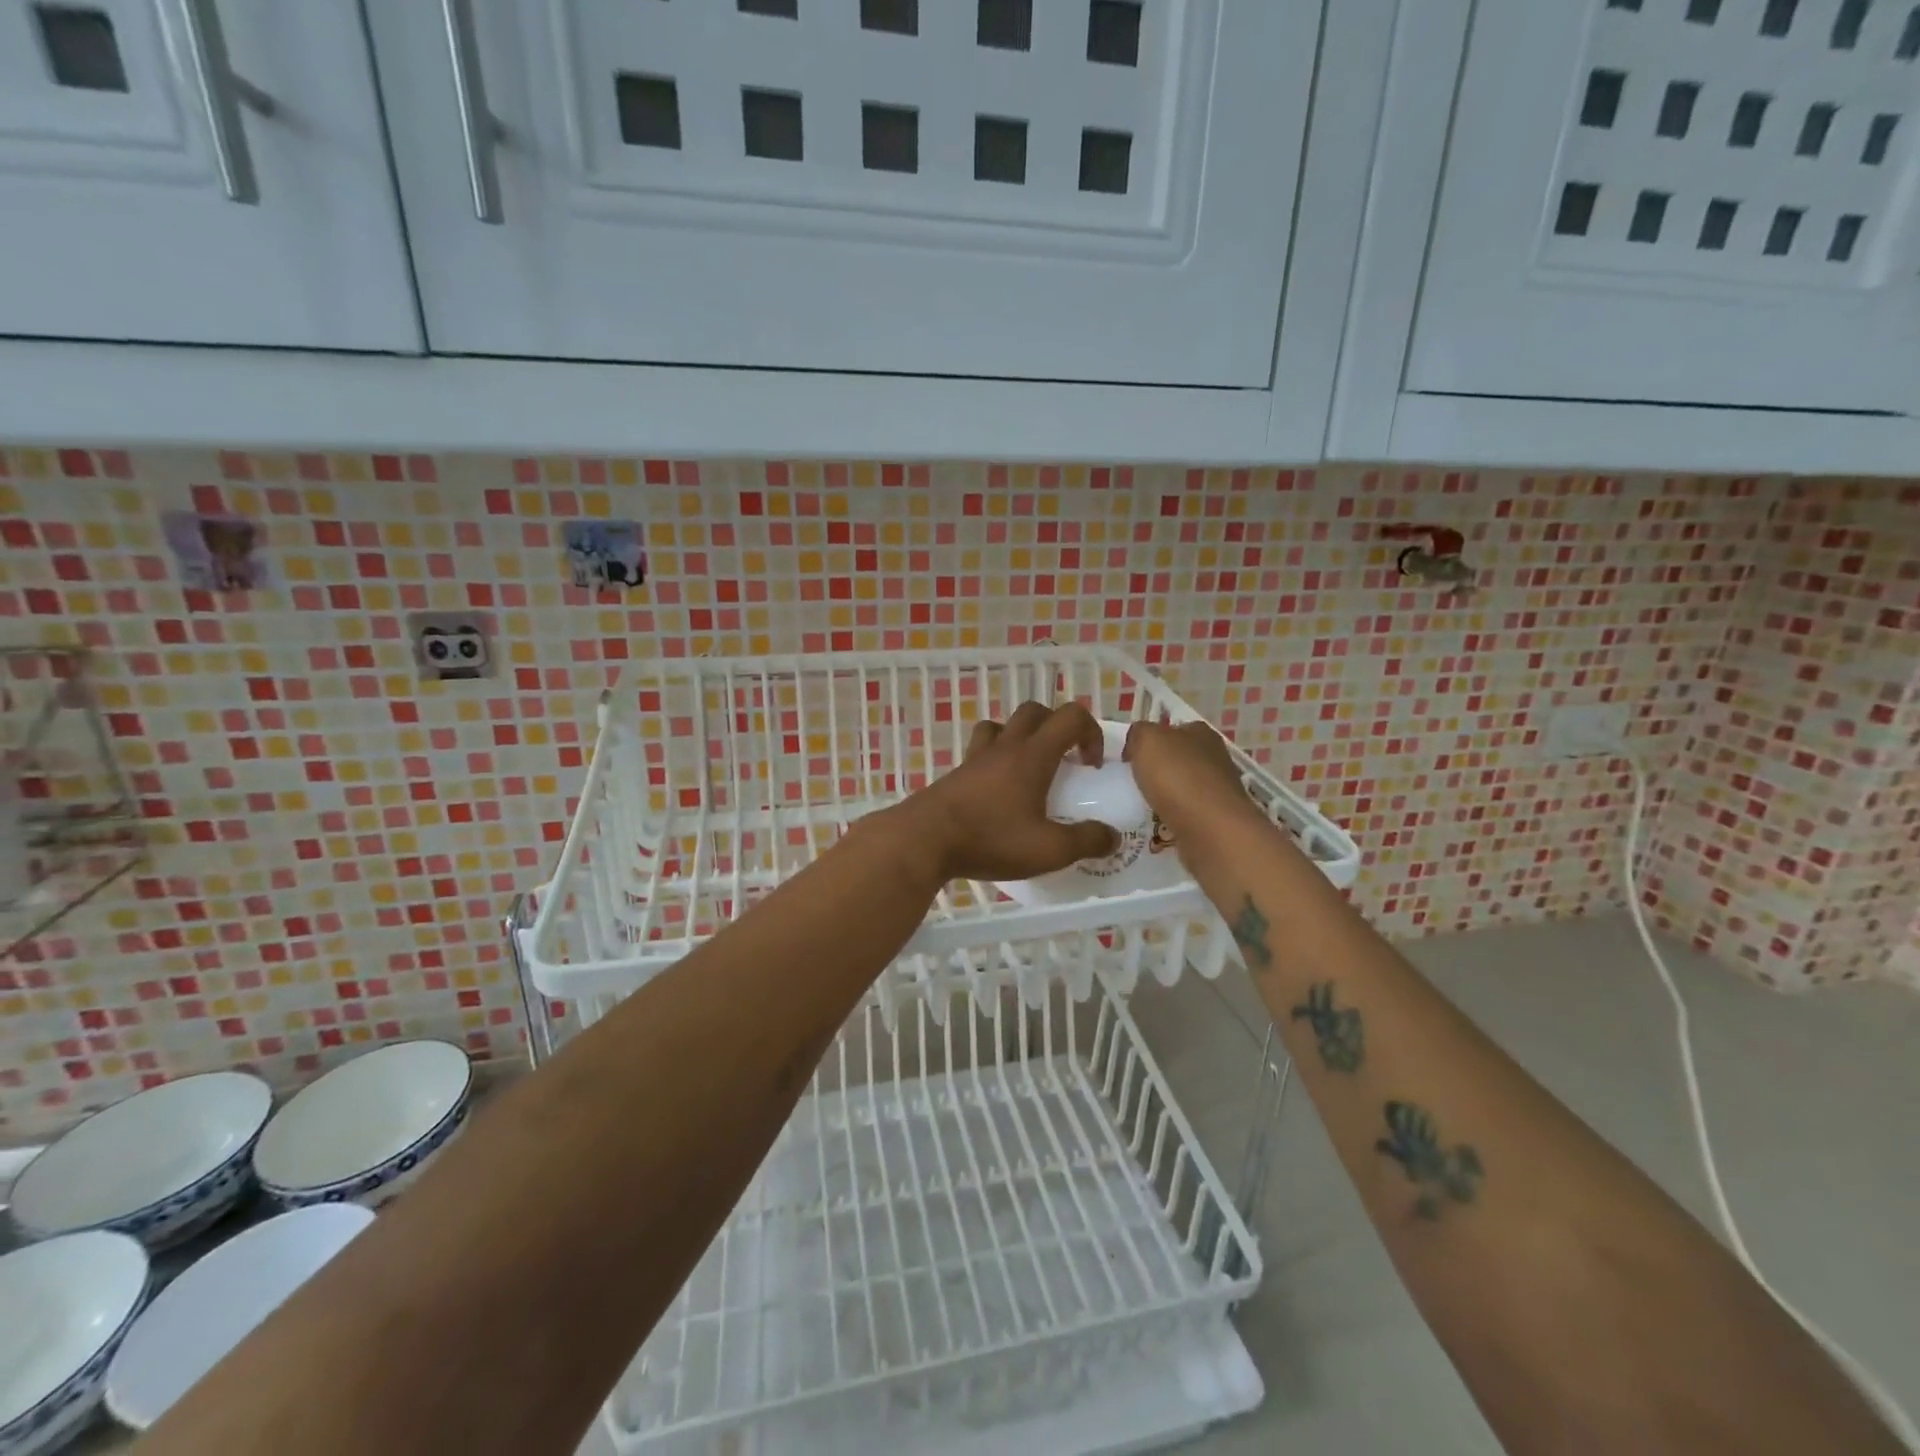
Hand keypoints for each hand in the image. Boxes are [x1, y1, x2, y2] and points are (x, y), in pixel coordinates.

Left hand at [890, 702, 1121, 883]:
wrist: (923, 840)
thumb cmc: (990, 839)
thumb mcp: (1049, 849)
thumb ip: (1086, 841)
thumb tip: (1113, 837)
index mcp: (1032, 755)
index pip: (1071, 716)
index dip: (1090, 732)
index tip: (1091, 766)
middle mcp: (1005, 746)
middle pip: (1035, 711)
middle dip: (1057, 727)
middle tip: (1065, 761)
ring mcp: (976, 757)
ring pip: (1002, 725)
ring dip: (1021, 736)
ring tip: (1029, 769)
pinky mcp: (956, 774)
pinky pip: (980, 750)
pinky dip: (995, 758)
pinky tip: (997, 791)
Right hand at [1123, 719, 1250, 828]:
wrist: (1211, 829)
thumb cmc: (1177, 777)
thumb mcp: (1147, 740)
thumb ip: (1138, 733)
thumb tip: (1136, 744)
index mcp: (1200, 733)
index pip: (1172, 730)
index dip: (1150, 741)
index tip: (1130, 758)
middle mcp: (1214, 758)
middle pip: (1178, 759)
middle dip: (1157, 769)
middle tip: (1132, 782)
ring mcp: (1217, 790)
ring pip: (1182, 787)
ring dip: (1164, 795)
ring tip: (1140, 806)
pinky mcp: (1216, 819)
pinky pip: (1186, 814)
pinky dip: (1172, 818)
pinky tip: (1157, 824)